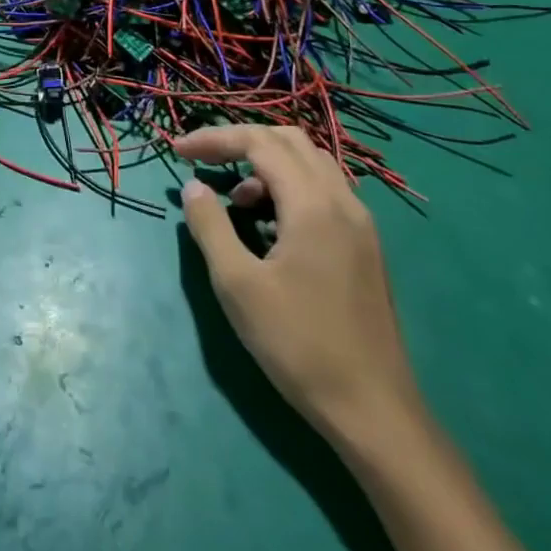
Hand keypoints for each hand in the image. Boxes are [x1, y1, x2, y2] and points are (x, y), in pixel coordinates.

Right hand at [175, 125, 420, 442]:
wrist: (374, 411)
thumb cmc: (298, 344)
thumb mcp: (238, 285)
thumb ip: (210, 226)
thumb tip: (194, 186)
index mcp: (313, 205)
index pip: (259, 142)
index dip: (214, 139)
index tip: (176, 152)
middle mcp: (342, 201)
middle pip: (288, 141)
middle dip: (240, 141)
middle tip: (203, 160)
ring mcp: (360, 224)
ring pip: (309, 163)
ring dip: (265, 164)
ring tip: (232, 198)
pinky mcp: (364, 245)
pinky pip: (322, 190)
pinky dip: (288, 186)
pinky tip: (268, 223)